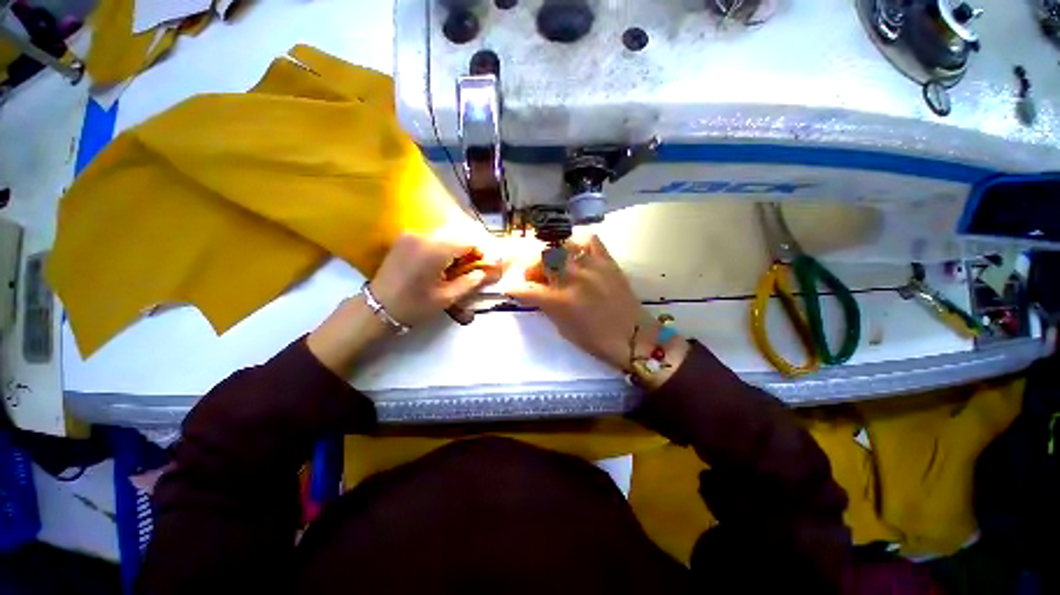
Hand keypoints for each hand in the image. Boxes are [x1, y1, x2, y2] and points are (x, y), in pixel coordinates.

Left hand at [370, 233, 502, 327]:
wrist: (378, 308)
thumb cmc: (415, 305)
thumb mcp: (447, 298)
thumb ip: (471, 282)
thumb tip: (488, 271)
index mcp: (435, 250)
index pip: (468, 241)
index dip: (479, 253)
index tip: (480, 268)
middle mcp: (423, 235)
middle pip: (456, 237)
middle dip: (466, 252)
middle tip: (467, 271)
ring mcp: (411, 235)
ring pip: (444, 237)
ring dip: (453, 250)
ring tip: (452, 270)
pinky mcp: (404, 238)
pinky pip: (431, 238)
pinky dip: (440, 248)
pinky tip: (437, 265)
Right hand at [506, 236, 650, 370]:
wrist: (632, 336)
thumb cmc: (595, 339)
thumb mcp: (563, 328)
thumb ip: (546, 306)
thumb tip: (533, 293)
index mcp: (559, 301)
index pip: (525, 288)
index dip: (513, 288)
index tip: (510, 288)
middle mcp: (571, 278)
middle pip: (540, 257)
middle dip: (530, 265)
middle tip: (533, 275)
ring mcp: (590, 266)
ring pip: (561, 245)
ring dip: (551, 253)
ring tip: (553, 263)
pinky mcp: (607, 261)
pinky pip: (589, 239)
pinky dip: (577, 242)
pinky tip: (575, 252)